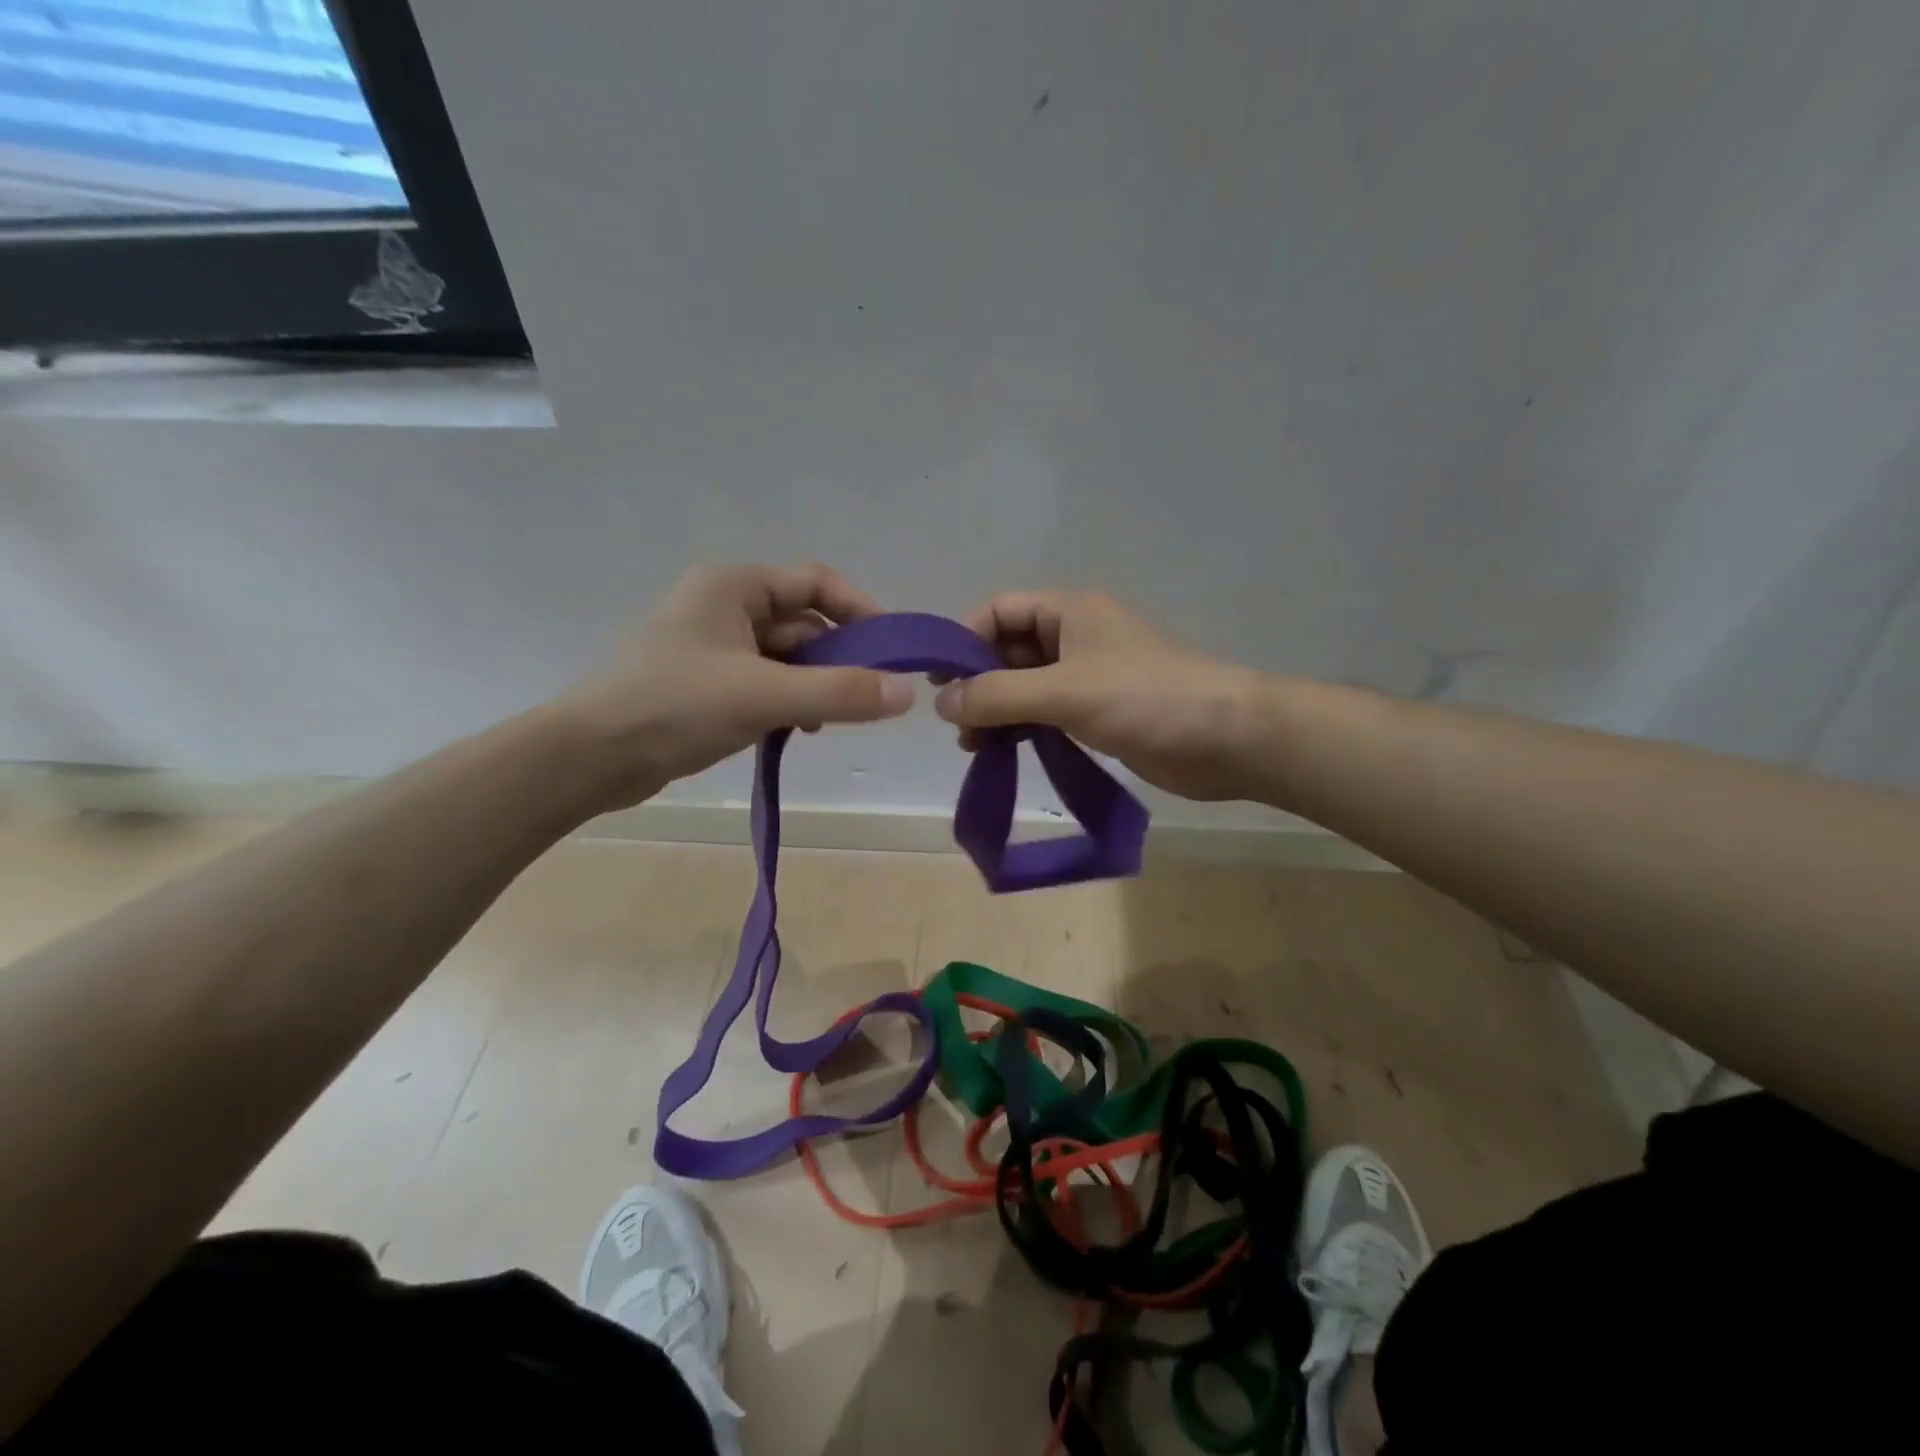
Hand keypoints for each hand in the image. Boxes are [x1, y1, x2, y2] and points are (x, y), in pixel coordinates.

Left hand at [554, 563, 913, 811]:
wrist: (591, 757)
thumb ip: (839, 693)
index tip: (893, 651)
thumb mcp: (763, 696)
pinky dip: (789, 703)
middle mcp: (726, 606)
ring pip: (788, 659)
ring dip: (814, 686)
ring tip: (827, 723)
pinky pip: (767, 683)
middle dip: (837, 660)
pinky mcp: (709, 683)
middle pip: (805, 623)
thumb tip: (907, 693)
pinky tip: (796, 733)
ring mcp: (716, 646)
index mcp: (735, 586)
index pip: (817, 582)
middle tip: (866, 699)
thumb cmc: (674, 707)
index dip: (861, 611)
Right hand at [935, 590, 1258, 801]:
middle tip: (955, 723)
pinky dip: (1021, 728)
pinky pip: (1045, 713)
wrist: (1228, 739)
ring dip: (996, 710)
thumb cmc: (1146, 699)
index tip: (939, 681)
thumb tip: (942, 703)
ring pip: (1024, 685)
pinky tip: (1004, 751)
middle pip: (1007, 649)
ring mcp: (1087, 676)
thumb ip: (998, 695)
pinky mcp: (1098, 712)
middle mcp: (1074, 637)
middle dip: (978, 683)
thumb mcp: (1064, 691)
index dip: (964, 640)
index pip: (998, 611)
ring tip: (973, 746)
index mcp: (1068, 611)